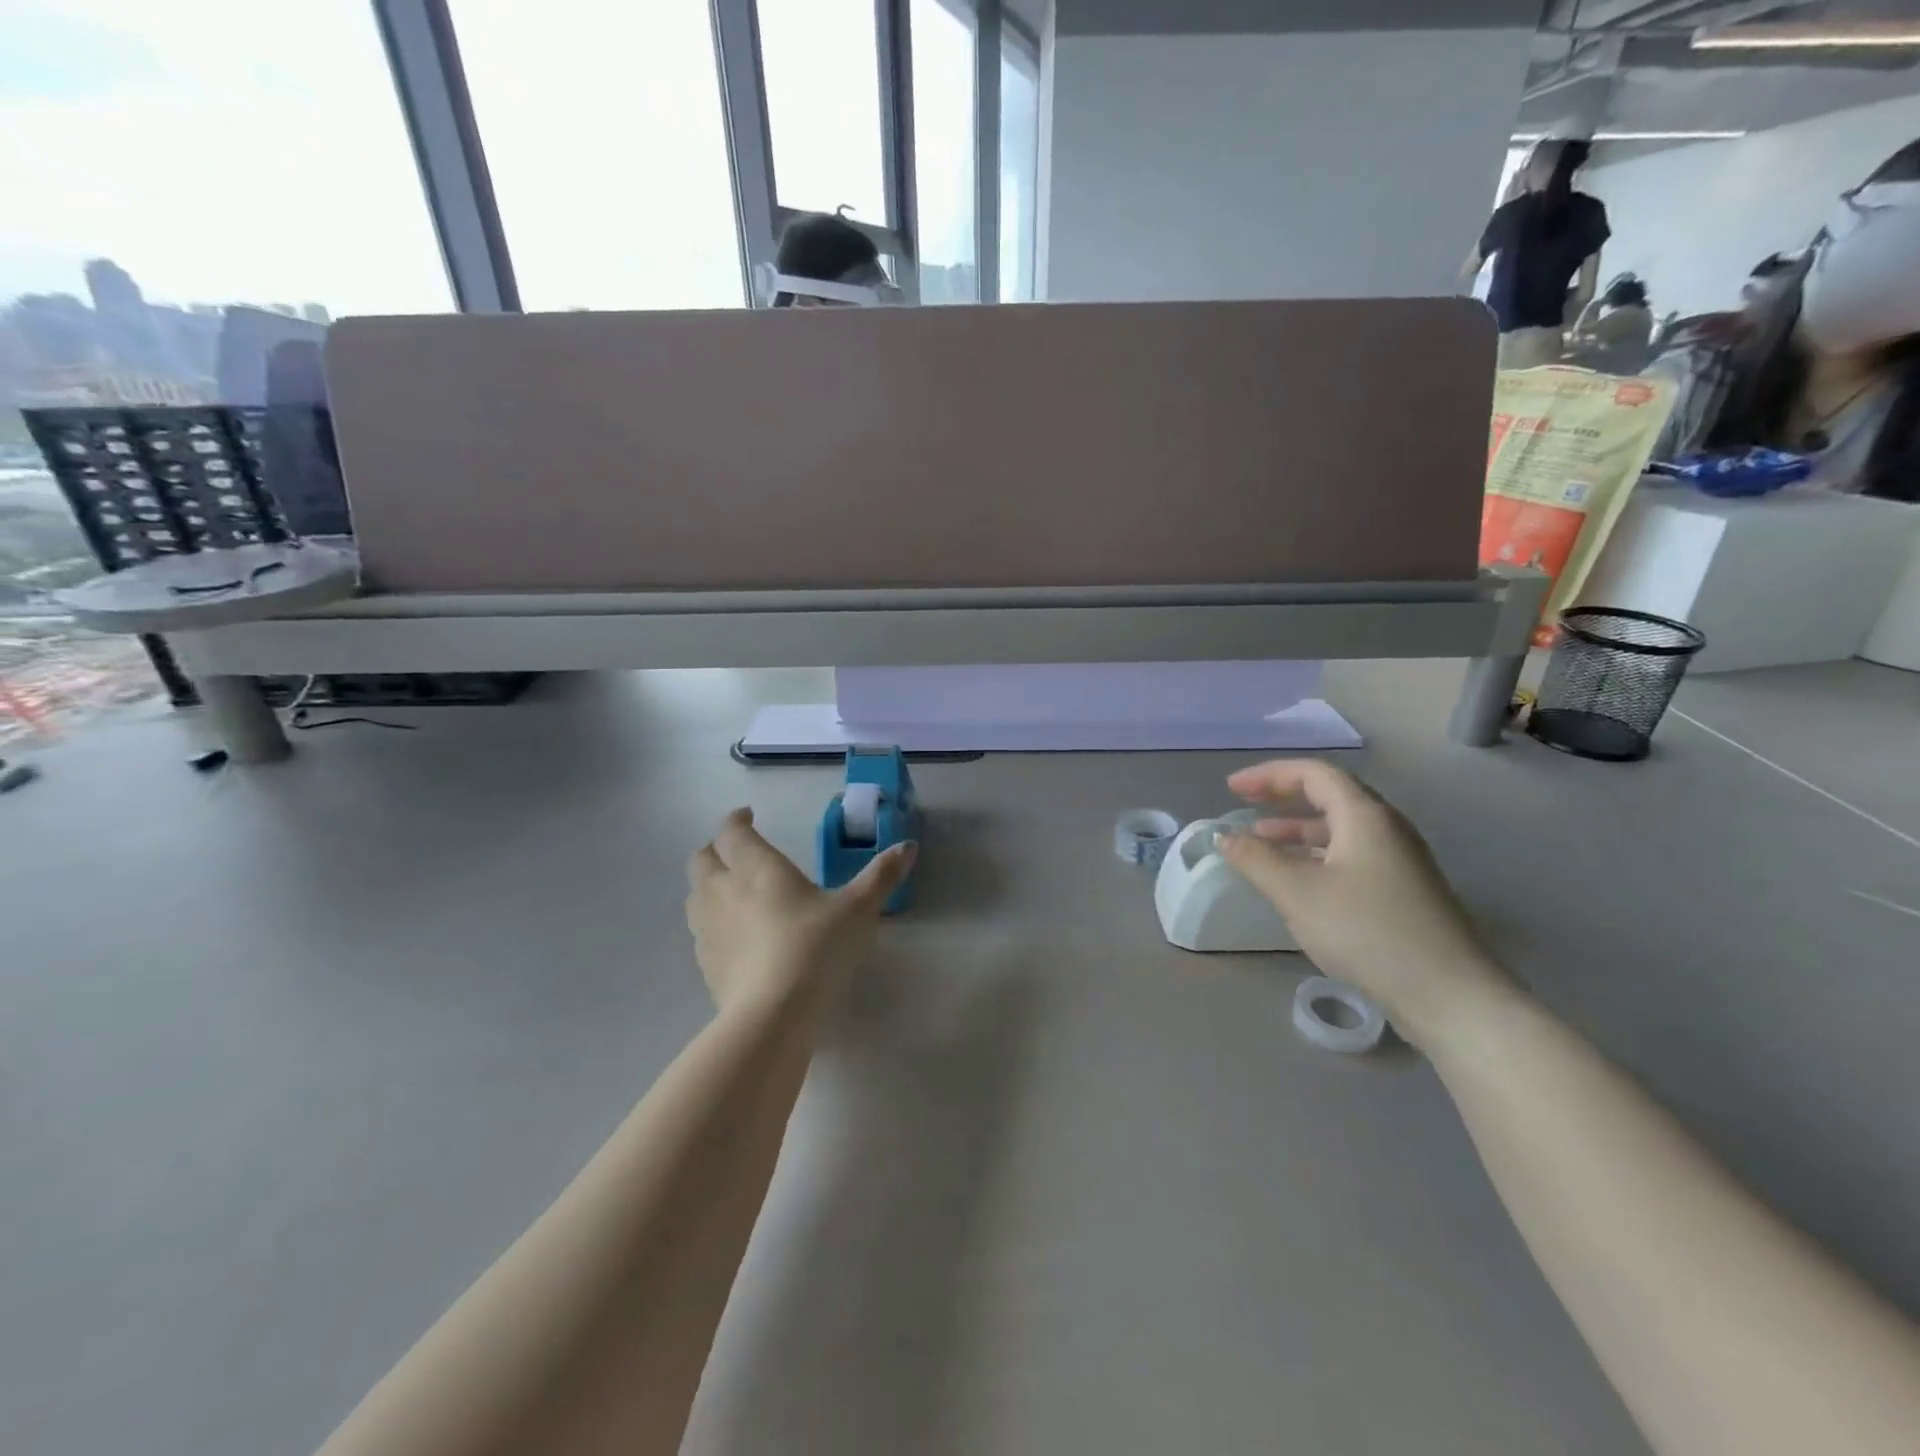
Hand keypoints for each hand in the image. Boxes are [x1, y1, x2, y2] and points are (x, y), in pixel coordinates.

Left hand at [686, 808, 915, 1015]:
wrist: (774, 1013)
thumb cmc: (817, 947)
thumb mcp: (858, 909)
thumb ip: (881, 876)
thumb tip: (908, 846)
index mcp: (757, 868)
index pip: (732, 832)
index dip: (736, 820)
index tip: (748, 816)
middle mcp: (723, 890)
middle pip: (701, 859)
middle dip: (716, 850)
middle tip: (738, 852)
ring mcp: (708, 929)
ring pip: (694, 895)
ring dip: (708, 885)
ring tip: (732, 892)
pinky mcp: (705, 964)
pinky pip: (700, 932)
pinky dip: (712, 924)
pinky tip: (735, 938)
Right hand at [1216, 760, 1513, 1046]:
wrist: (1449, 995)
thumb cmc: (1367, 931)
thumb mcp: (1298, 893)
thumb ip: (1256, 859)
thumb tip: (1225, 837)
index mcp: (1365, 816)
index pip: (1314, 774)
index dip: (1269, 775)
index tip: (1232, 789)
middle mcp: (1387, 829)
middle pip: (1330, 796)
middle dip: (1283, 797)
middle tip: (1244, 805)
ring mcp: (1400, 861)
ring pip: (1341, 829)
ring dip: (1297, 829)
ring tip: (1261, 843)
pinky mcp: (1403, 892)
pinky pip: (1351, 855)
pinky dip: (1316, 854)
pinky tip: (1298, 880)